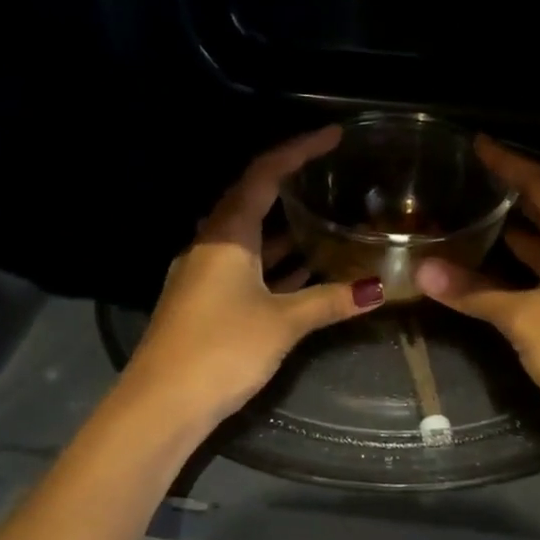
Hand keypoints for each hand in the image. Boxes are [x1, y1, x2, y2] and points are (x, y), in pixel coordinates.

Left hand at [122, 126, 384, 428]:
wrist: (162, 403)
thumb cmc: (222, 349)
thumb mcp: (282, 322)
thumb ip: (329, 301)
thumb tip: (377, 288)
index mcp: (225, 234)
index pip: (263, 175)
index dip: (299, 150)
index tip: (333, 136)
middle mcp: (210, 245)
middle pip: (252, 201)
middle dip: (291, 185)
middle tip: (329, 175)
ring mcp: (203, 274)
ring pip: (250, 239)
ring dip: (284, 230)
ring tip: (326, 221)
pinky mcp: (205, 302)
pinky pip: (246, 269)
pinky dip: (275, 266)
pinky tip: (303, 273)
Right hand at [414, 138, 539, 466]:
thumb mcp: (524, 315)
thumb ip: (472, 290)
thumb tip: (422, 270)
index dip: (509, 163)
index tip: (477, 144)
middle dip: (509, 197)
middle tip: (466, 181)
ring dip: (510, 237)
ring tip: (468, 218)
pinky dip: (514, 274)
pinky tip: (484, 272)